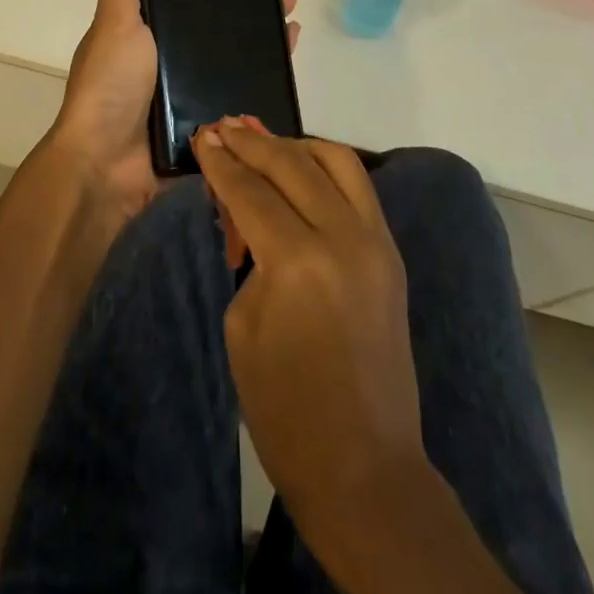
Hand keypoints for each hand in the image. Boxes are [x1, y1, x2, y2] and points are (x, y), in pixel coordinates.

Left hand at [39, 0, 299, 226]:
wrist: (106, 165)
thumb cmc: (109, 86)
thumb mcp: (116, 24)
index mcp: (146, 32)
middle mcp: (169, 57)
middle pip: (218, 23)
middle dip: (251, 2)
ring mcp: (190, 90)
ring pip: (235, 54)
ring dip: (263, 34)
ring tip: (292, 13)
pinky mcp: (208, 118)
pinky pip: (242, 90)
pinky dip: (265, 72)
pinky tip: (287, 53)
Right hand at [191, 120, 425, 530]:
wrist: (364, 466)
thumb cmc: (284, 409)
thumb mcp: (242, 324)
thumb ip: (247, 254)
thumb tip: (246, 210)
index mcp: (298, 261)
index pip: (251, 191)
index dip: (221, 162)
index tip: (202, 136)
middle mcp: (343, 237)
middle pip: (292, 165)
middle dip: (252, 142)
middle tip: (223, 127)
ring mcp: (376, 242)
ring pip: (337, 162)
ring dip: (296, 145)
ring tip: (264, 141)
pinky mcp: (391, 253)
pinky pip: (358, 188)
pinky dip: (326, 168)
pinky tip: (301, 169)